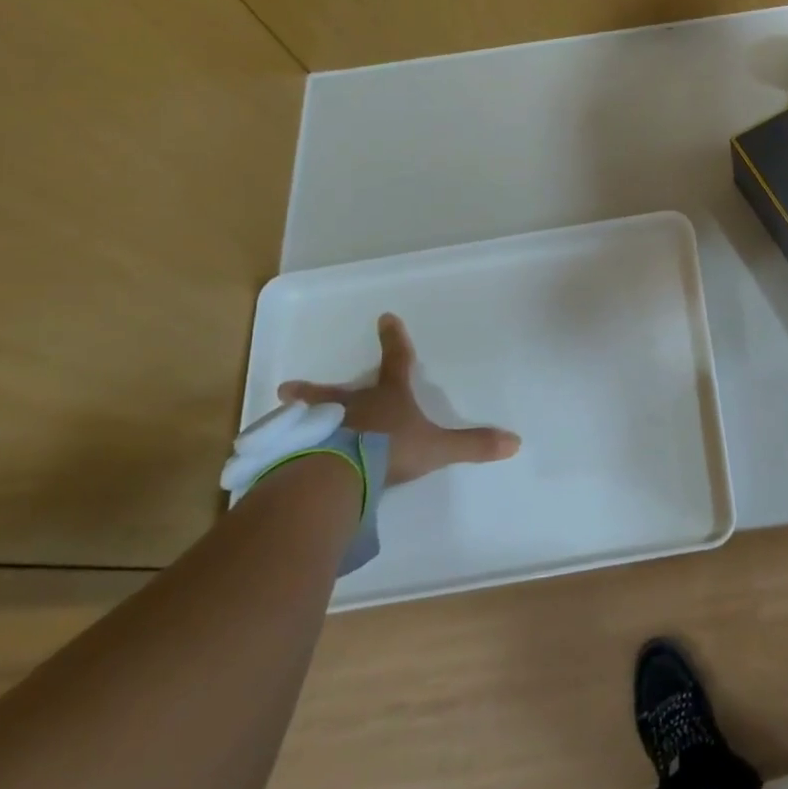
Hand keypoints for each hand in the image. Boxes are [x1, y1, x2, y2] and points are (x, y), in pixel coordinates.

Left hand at [277, 314, 520, 485]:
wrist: (339, 471)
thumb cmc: (390, 450)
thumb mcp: (437, 448)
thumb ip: (472, 445)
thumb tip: (515, 442)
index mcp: (388, 398)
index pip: (396, 362)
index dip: (394, 340)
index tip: (386, 317)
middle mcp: (353, 406)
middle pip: (335, 391)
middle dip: (316, 388)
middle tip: (288, 386)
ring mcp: (321, 427)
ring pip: (307, 416)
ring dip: (297, 413)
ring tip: (280, 410)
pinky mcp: (298, 451)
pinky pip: (290, 446)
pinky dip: (284, 446)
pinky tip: (272, 455)